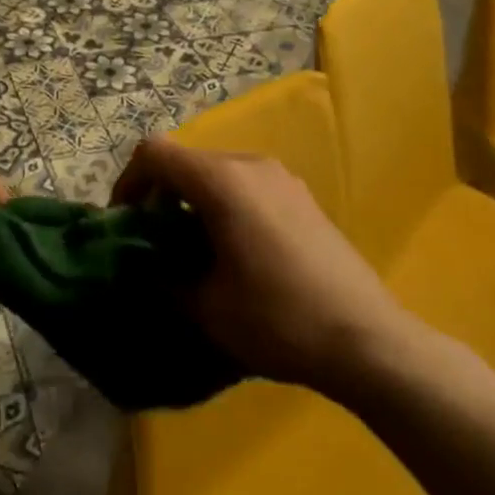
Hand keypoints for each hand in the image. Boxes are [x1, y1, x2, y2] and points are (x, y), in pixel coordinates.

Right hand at [113, 136, 419, 401]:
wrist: (369, 341)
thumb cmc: (278, 319)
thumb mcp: (205, 306)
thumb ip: (163, 276)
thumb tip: (145, 264)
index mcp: (221, 180)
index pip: (154, 152)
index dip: (128, 181)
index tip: (125, 222)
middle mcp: (250, 164)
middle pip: (186, 160)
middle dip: (160, 193)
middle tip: (155, 240)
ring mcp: (281, 177)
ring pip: (216, 171)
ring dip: (193, 199)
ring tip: (194, 248)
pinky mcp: (302, 196)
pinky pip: (246, 184)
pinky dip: (224, 203)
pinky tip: (237, 250)